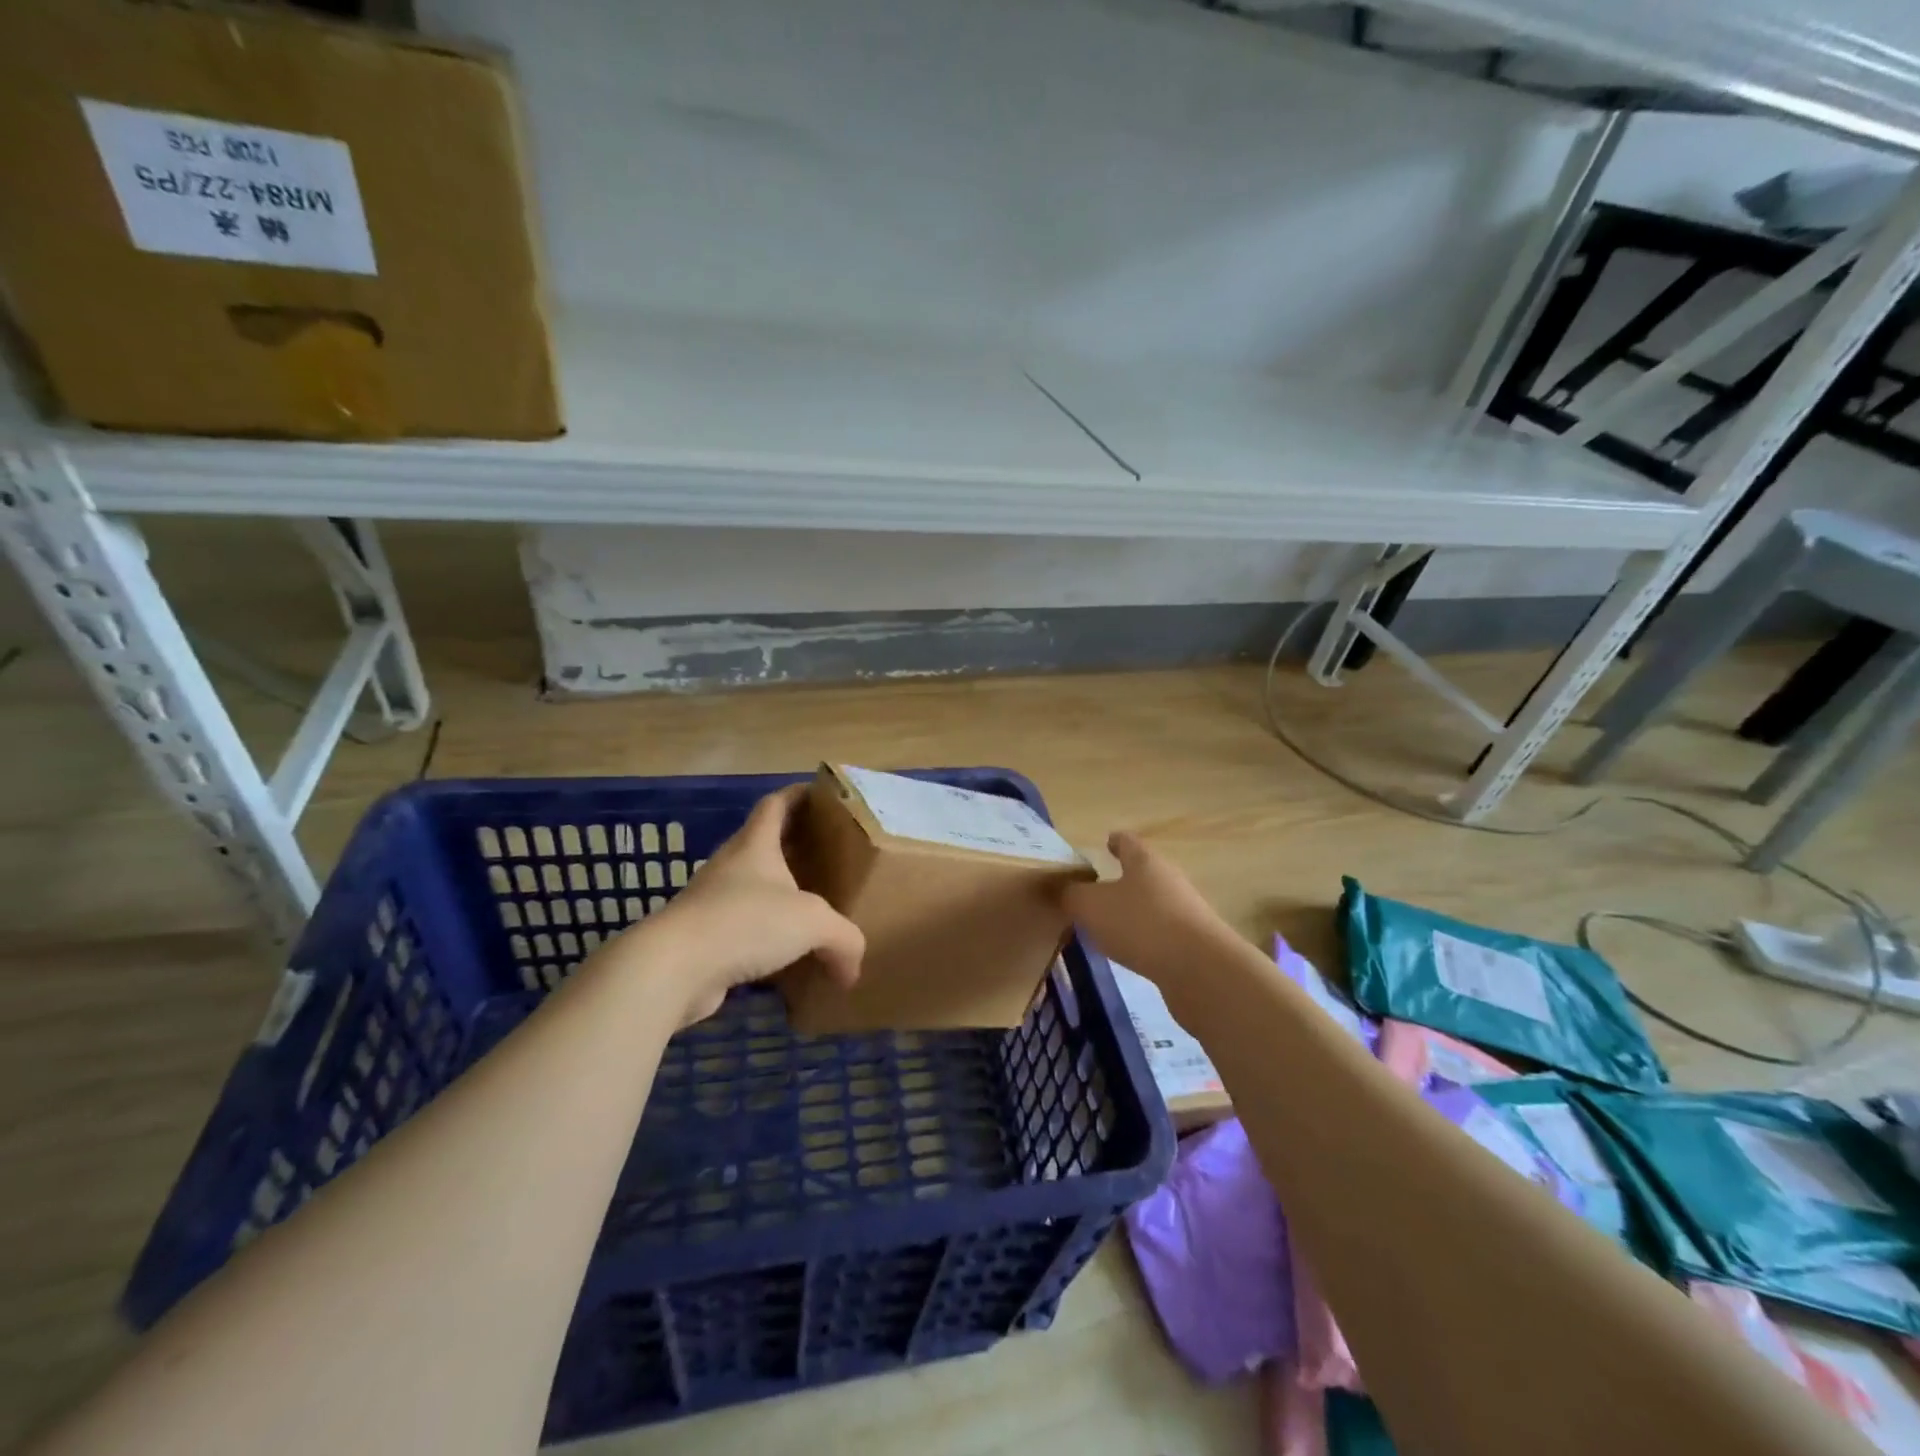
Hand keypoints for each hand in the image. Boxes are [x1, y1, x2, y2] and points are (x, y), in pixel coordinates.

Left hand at [636, 785, 863, 1024]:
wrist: (673, 968)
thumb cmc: (745, 921)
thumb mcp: (812, 922)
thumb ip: (844, 939)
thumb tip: (852, 972)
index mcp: (755, 845)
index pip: (776, 805)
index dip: (797, 795)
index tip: (820, 795)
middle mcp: (731, 867)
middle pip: (764, 846)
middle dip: (794, 849)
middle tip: (827, 858)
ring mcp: (712, 903)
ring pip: (752, 891)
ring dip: (778, 898)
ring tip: (811, 911)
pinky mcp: (702, 940)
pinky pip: (742, 931)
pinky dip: (765, 940)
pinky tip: (787, 960)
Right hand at [1063, 831, 1235, 988]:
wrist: (1201, 970)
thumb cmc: (1141, 924)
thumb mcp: (1091, 907)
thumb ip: (1072, 896)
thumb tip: (1063, 889)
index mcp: (1145, 861)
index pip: (1128, 841)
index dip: (1115, 841)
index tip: (1106, 842)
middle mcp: (1168, 880)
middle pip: (1143, 873)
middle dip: (1122, 880)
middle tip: (1095, 890)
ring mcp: (1185, 912)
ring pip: (1152, 904)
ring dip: (1132, 911)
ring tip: (1108, 925)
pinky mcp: (1193, 944)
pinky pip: (1161, 933)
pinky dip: (1144, 938)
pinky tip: (1130, 952)